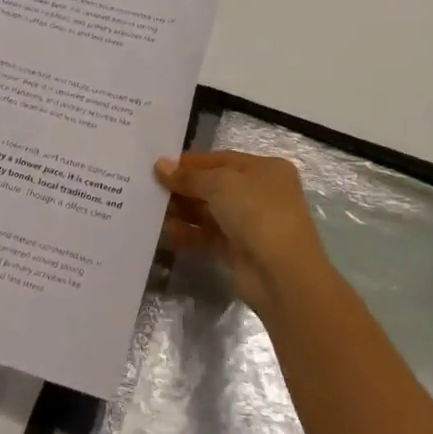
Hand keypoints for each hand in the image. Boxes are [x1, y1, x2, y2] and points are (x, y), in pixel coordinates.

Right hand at [154, 151, 331, 317]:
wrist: (282, 274)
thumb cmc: (256, 212)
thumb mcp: (220, 184)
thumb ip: (189, 176)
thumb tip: (160, 165)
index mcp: (265, 169)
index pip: (222, 159)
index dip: (191, 162)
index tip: (160, 165)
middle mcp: (260, 193)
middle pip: (214, 185)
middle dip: (184, 186)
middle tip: (150, 187)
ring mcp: (250, 224)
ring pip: (210, 212)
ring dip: (183, 210)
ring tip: (151, 208)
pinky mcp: (239, 251)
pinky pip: (208, 236)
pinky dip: (188, 233)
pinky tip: (166, 231)